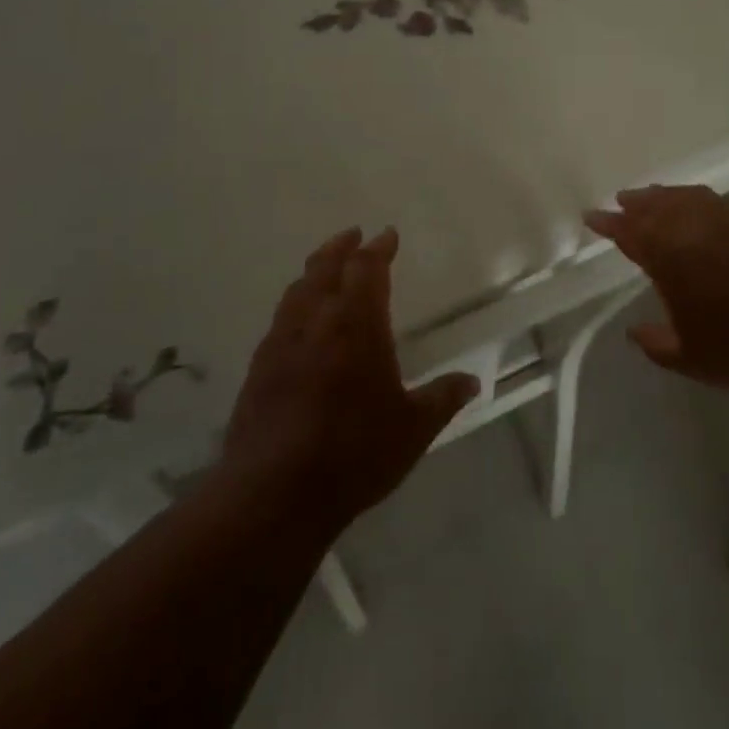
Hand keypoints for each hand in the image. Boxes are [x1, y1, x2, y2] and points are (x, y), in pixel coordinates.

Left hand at [222, 227, 478, 529]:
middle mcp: (315, 322)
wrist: (273, 494)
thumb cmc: (353, 453)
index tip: (387, 235)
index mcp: (356, 324)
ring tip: (325, 269)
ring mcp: (280, 344)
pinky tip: (299, 324)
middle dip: (341, 247)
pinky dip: (295, 305)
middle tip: (353, 236)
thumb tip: (472, 381)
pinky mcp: (257, 370)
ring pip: (296, 291)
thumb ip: (443, 399)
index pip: (366, 269)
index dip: (378, 248)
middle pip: (324, 268)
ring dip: (314, 272)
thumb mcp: (412, 429)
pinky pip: (279, 321)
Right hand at [586, 185, 728, 399]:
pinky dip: (696, 199)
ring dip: (664, 196)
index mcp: (670, 258)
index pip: (630, 233)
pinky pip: (716, 202)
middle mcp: (695, 230)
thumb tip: (635, 331)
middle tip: (621, 201)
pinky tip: (696, 207)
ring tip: (652, 197)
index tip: (591, 217)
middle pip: (657, 207)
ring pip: (687, 198)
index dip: (609, 224)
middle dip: (636, 203)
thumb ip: (654, 342)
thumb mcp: (687, 357)